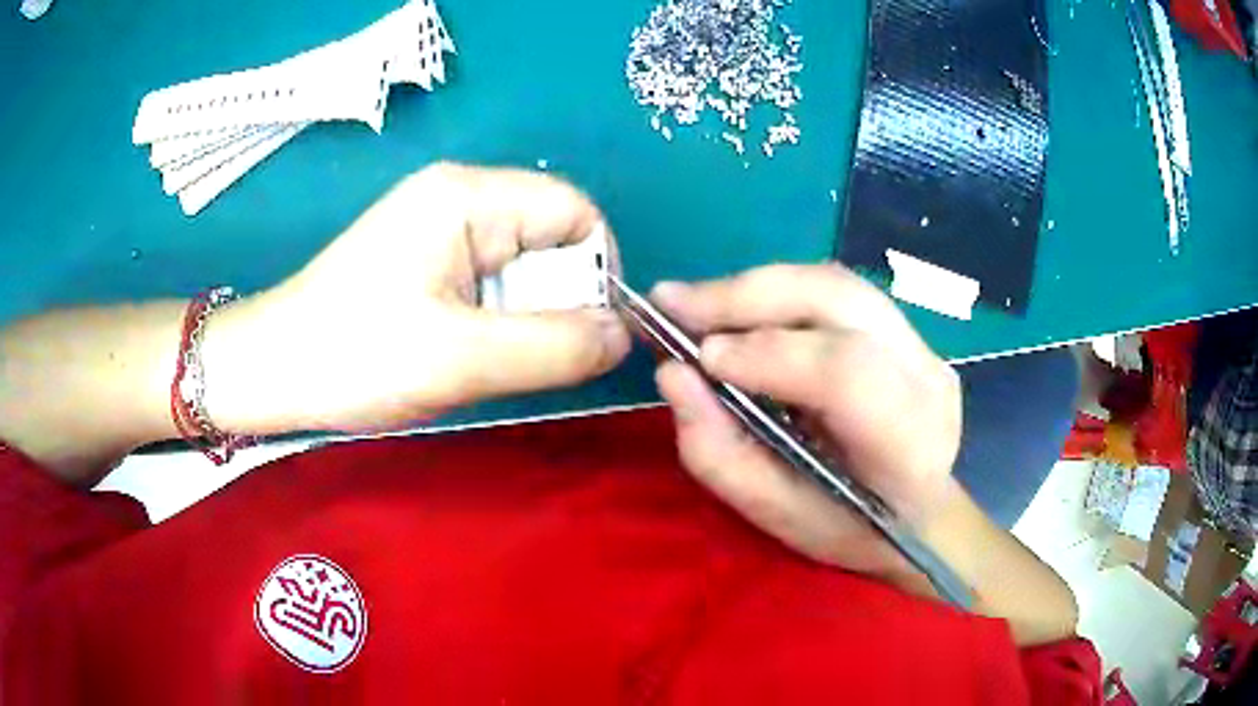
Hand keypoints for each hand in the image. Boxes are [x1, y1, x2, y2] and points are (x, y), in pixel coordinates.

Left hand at [204, 163, 630, 432]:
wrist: (274, 369)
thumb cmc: (355, 356)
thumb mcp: (462, 359)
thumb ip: (555, 347)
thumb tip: (622, 336)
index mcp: (468, 196)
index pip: (576, 210)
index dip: (598, 269)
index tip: (588, 333)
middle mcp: (460, 195)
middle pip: (551, 234)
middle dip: (557, 299)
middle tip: (525, 354)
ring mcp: (439, 224)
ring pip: (523, 262)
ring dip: (525, 314)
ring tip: (486, 355)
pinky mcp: (426, 254)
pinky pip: (492, 278)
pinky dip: (498, 317)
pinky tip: (467, 348)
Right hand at [652, 264, 962, 581]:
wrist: (920, 513)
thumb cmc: (848, 527)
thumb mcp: (774, 514)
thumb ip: (719, 451)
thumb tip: (673, 374)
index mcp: (907, 442)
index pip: (845, 372)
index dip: (767, 353)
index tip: (696, 357)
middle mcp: (925, 375)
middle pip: (837, 300)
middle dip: (745, 296)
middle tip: (671, 303)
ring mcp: (922, 343)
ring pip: (832, 283)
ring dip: (754, 287)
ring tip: (693, 303)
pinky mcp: (906, 327)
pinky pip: (833, 290)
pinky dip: (775, 292)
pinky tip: (737, 308)